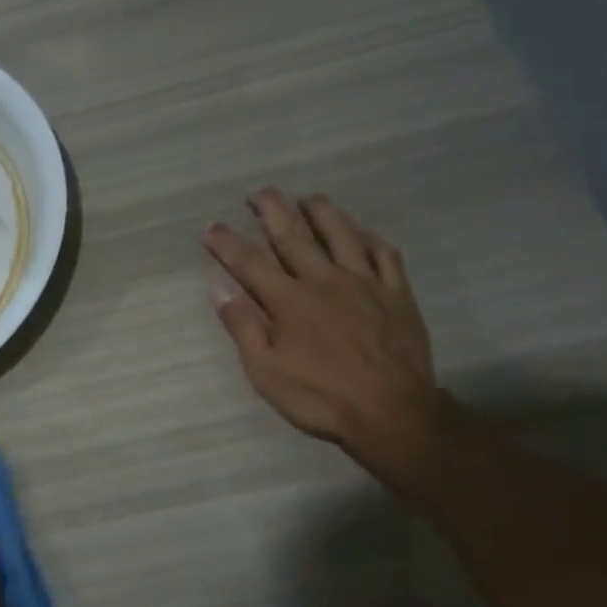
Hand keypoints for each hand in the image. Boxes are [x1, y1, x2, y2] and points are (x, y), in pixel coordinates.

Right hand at [203, 190, 442, 464]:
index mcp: (288, 301)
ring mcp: (364, 282)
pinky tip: (360, 231)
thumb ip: (243, 326)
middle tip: (259, 193)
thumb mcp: (265, 371)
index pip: (248, 262)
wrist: (391, 413)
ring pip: (341, 232)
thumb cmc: (319, 397)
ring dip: (320, 211)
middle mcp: (324, 280)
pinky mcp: (396, 292)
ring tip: (307, 198)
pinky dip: (368, 236)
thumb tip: (220, 288)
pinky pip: (384, 253)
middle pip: (293, 234)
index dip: (226, 242)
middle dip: (271, 209)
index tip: (210, 226)